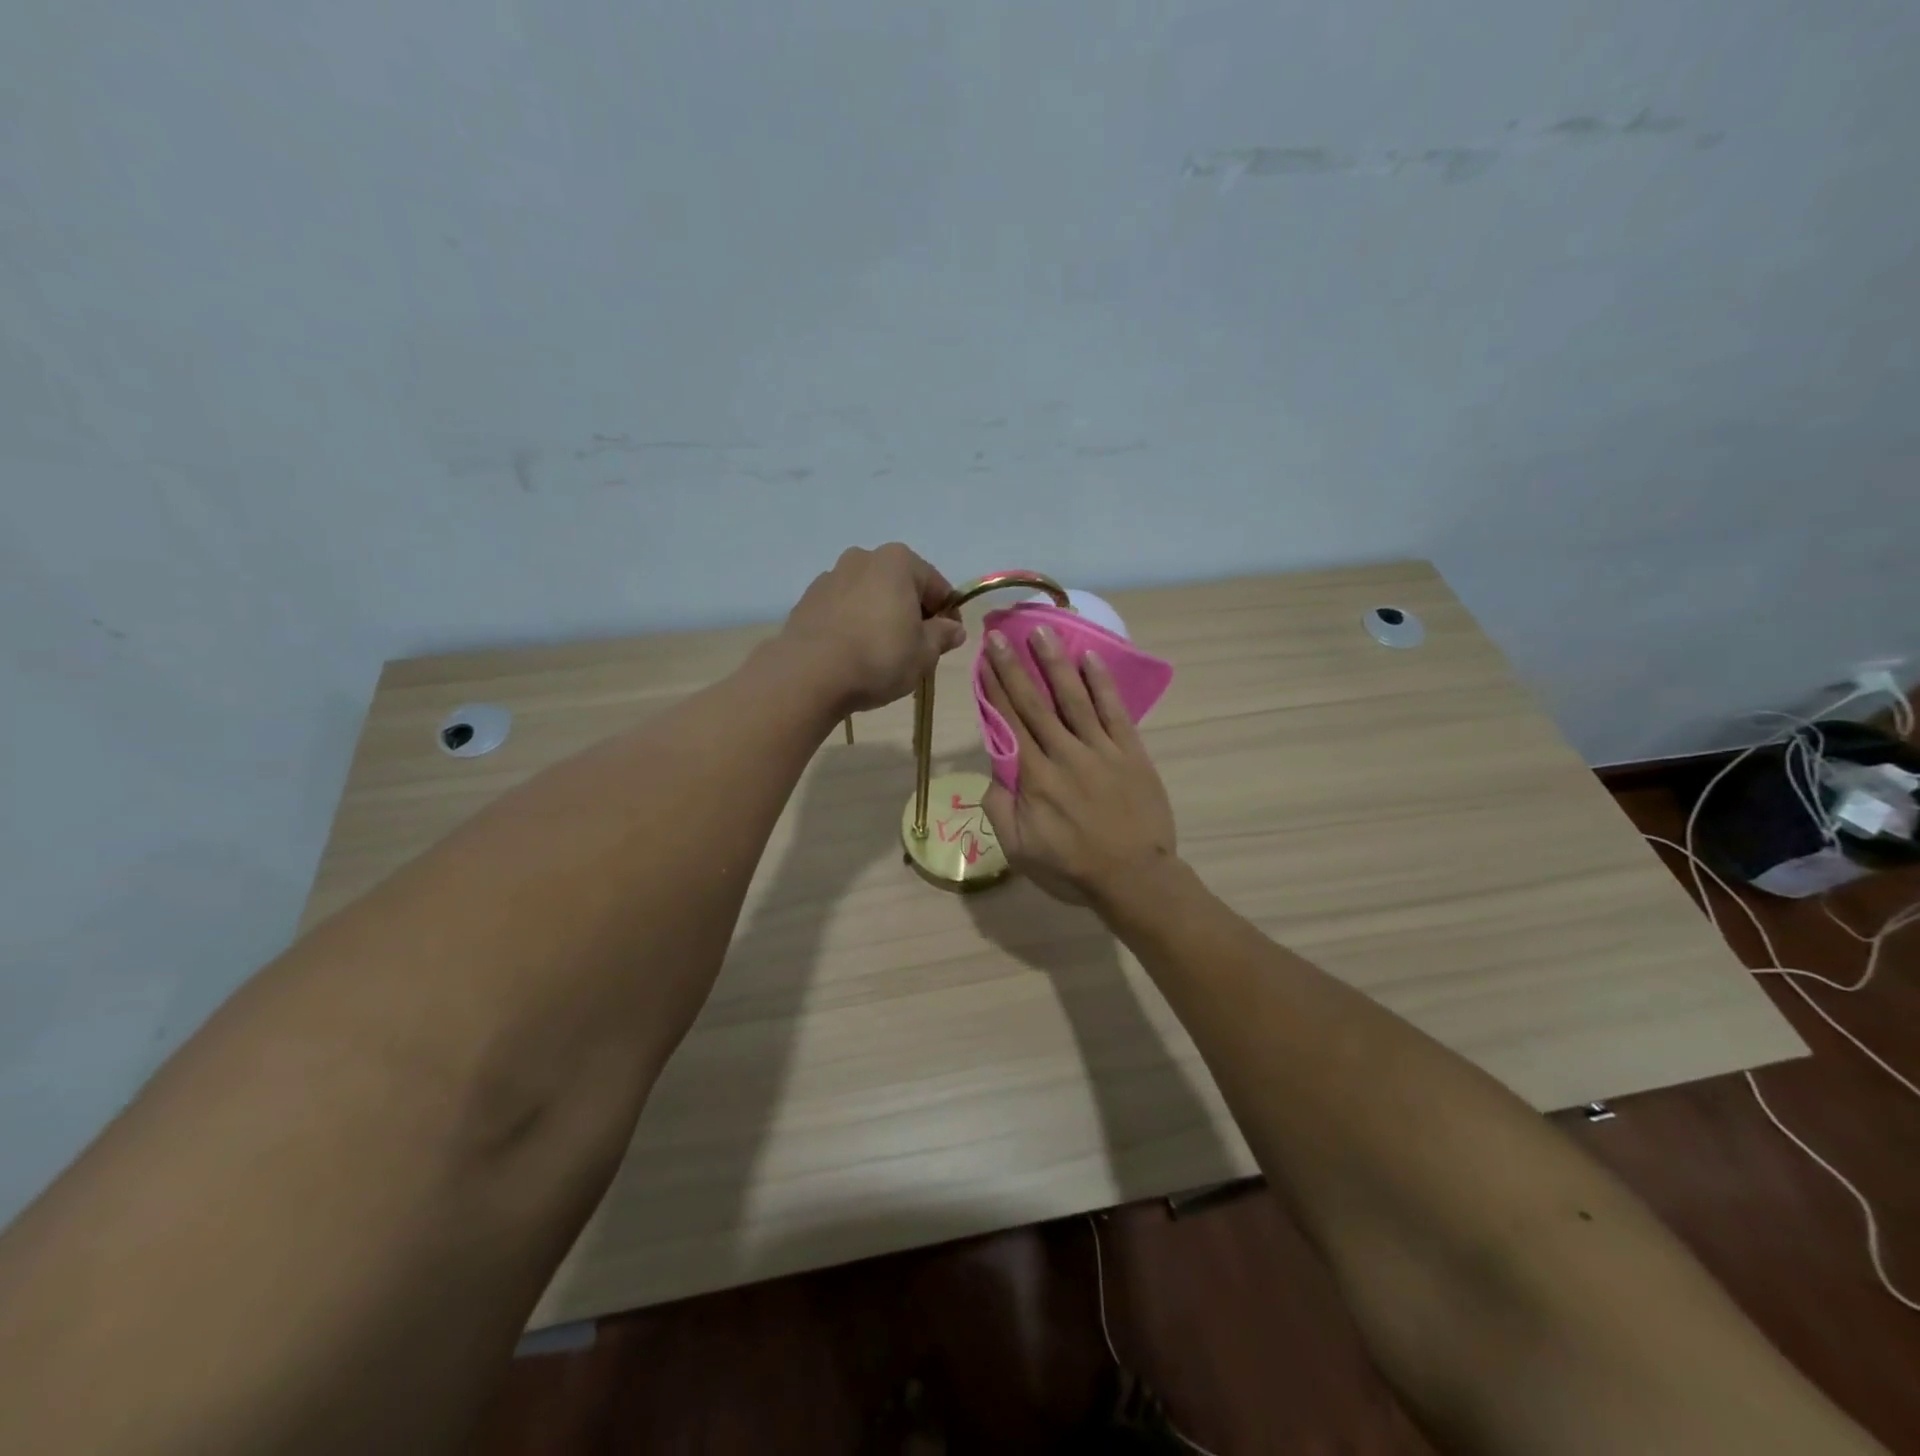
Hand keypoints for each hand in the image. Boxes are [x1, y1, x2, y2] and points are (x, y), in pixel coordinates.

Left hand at [781, 544, 965, 713]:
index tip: (949, 641)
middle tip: (917, 648)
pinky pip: (843, 609)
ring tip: (882, 653)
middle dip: (912, 612)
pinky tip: (854, 652)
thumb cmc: (878, 658)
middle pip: (901, 586)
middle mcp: (863, 558)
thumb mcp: (924, 653)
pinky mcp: (808, 599)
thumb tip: (953, 629)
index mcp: (898, 562)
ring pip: (870, 596)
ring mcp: (831, 576)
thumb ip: (943, 636)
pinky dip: (854, 623)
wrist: (809, 674)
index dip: (948, 614)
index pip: (937, 586)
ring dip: (881, 616)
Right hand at [979, 624, 1178, 908]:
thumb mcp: (1019, 850)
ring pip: (1073, 698)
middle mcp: (1064, 754)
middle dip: (1015, 666)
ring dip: (1055, 664)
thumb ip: (999, 808)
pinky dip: (1101, 684)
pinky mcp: (1131, 752)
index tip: (984, 660)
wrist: (1135, 878)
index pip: (1009, 723)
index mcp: (1034, 777)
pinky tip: (1090, 659)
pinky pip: (1114, 711)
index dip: (995, 689)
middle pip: (1035, 703)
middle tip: (1001, 634)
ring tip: (1042, 632)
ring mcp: (1101, 750)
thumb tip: (993, 772)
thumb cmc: (1072, 868)